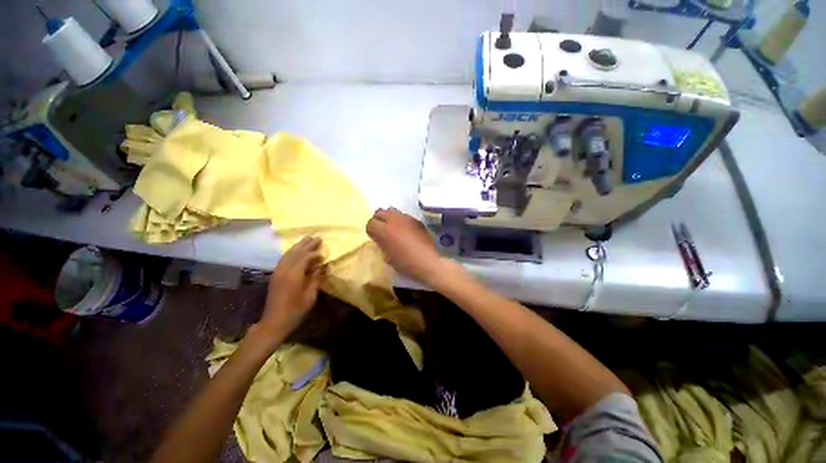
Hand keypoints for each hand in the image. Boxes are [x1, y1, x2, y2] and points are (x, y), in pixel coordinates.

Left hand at [258, 236, 325, 339]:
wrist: (274, 322)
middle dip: (306, 244)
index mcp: (294, 275)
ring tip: (308, 240)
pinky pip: (284, 259)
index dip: (314, 252)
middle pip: (296, 252)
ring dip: (298, 246)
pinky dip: (291, 252)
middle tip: (317, 237)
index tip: (323, 249)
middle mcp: (284, 270)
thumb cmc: (295, 311)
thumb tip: (324, 266)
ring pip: (288, 254)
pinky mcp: (275, 275)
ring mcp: (278, 272)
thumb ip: (317, 278)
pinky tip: (296, 251)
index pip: (305, 257)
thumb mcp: (310, 296)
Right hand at [366, 208, 446, 285]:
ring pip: (392, 211)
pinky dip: (401, 221)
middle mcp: (394, 220)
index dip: (371, 230)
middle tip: (381, 230)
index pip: (370, 223)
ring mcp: (406, 218)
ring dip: (389, 218)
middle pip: (380, 212)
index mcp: (384, 231)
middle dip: (378, 220)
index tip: (374, 237)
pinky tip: (405, 230)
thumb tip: (380, 238)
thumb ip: (381, 243)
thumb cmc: (405, 264)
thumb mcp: (387, 256)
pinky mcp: (416, 220)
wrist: (428, 262)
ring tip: (393, 228)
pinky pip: (404, 216)